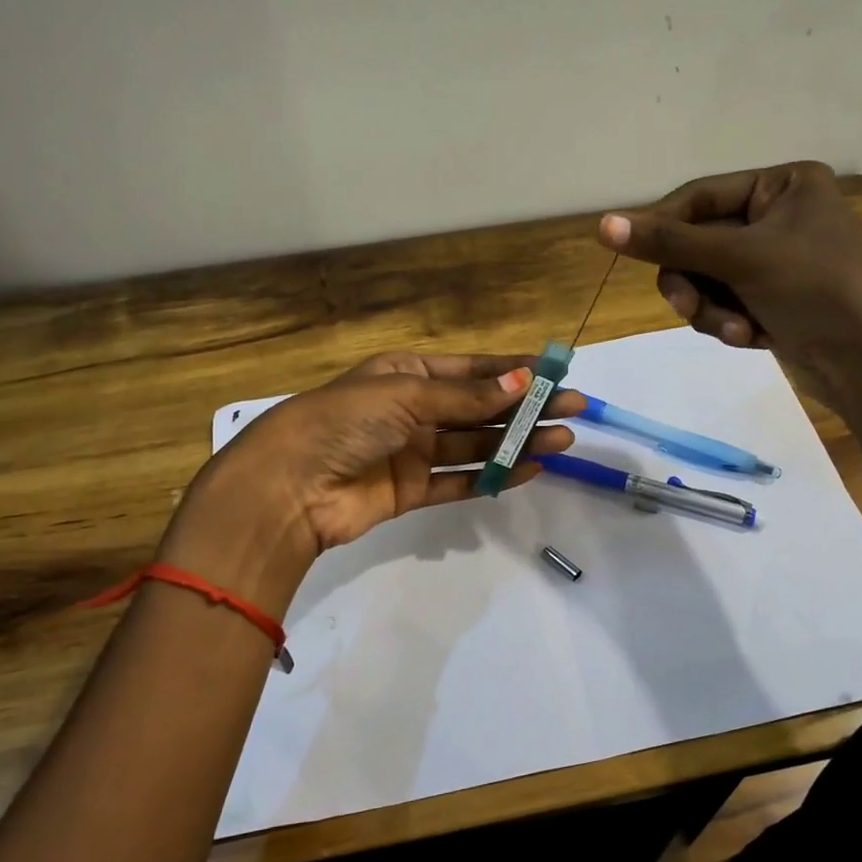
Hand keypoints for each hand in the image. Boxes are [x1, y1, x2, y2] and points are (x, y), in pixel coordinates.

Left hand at [177, 352, 583, 570]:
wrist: (289, 486)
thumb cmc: (344, 421)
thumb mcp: (406, 395)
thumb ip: (465, 397)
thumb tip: (521, 384)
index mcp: (405, 373)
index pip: (470, 370)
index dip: (513, 372)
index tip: (555, 375)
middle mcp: (411, 409)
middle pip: (478, 408)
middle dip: (524, 408)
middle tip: (572, 410)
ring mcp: (411, 452)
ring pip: (474, 445)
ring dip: (516, 443)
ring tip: (562, 440)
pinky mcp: (410, 491)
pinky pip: (459, 481)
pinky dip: (492, 477)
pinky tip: (528, 470)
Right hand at [598, 161, 861, 405]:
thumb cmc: (817, 289)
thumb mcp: (741, 258)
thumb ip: (670, 243)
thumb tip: (602, 225)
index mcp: (783, 185)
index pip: (700, 196)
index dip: (663, 226)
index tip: (630, 252)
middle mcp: (777, 217)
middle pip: (698, 243)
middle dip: (694, 281)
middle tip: (688, 307)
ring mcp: (773, 262)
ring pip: (706, 280)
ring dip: (711, 309)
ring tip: (736, 331)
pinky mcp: (771, 301)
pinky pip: (723, 304)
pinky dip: (729, 323)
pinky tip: (753, 339)